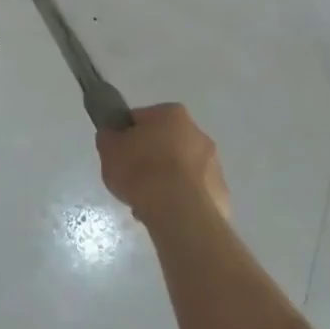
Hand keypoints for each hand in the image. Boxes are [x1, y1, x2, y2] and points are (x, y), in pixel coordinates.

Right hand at [95, 103, 231, 225]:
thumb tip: (114, 135)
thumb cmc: (141, 171)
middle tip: (132, 178)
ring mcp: (214, 165)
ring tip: (147, 203)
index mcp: (171, 114)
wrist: (179, 213)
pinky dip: (181, 200)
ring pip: (182, 169)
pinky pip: (194, 193)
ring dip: (167, 181)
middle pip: (166, 143)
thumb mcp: (108, 149)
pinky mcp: (221, 194)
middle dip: (151, 158)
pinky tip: (165, 214)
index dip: (127, 136)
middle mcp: (198, 133)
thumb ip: (110, 137)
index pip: (142, 119)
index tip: (118, 153)